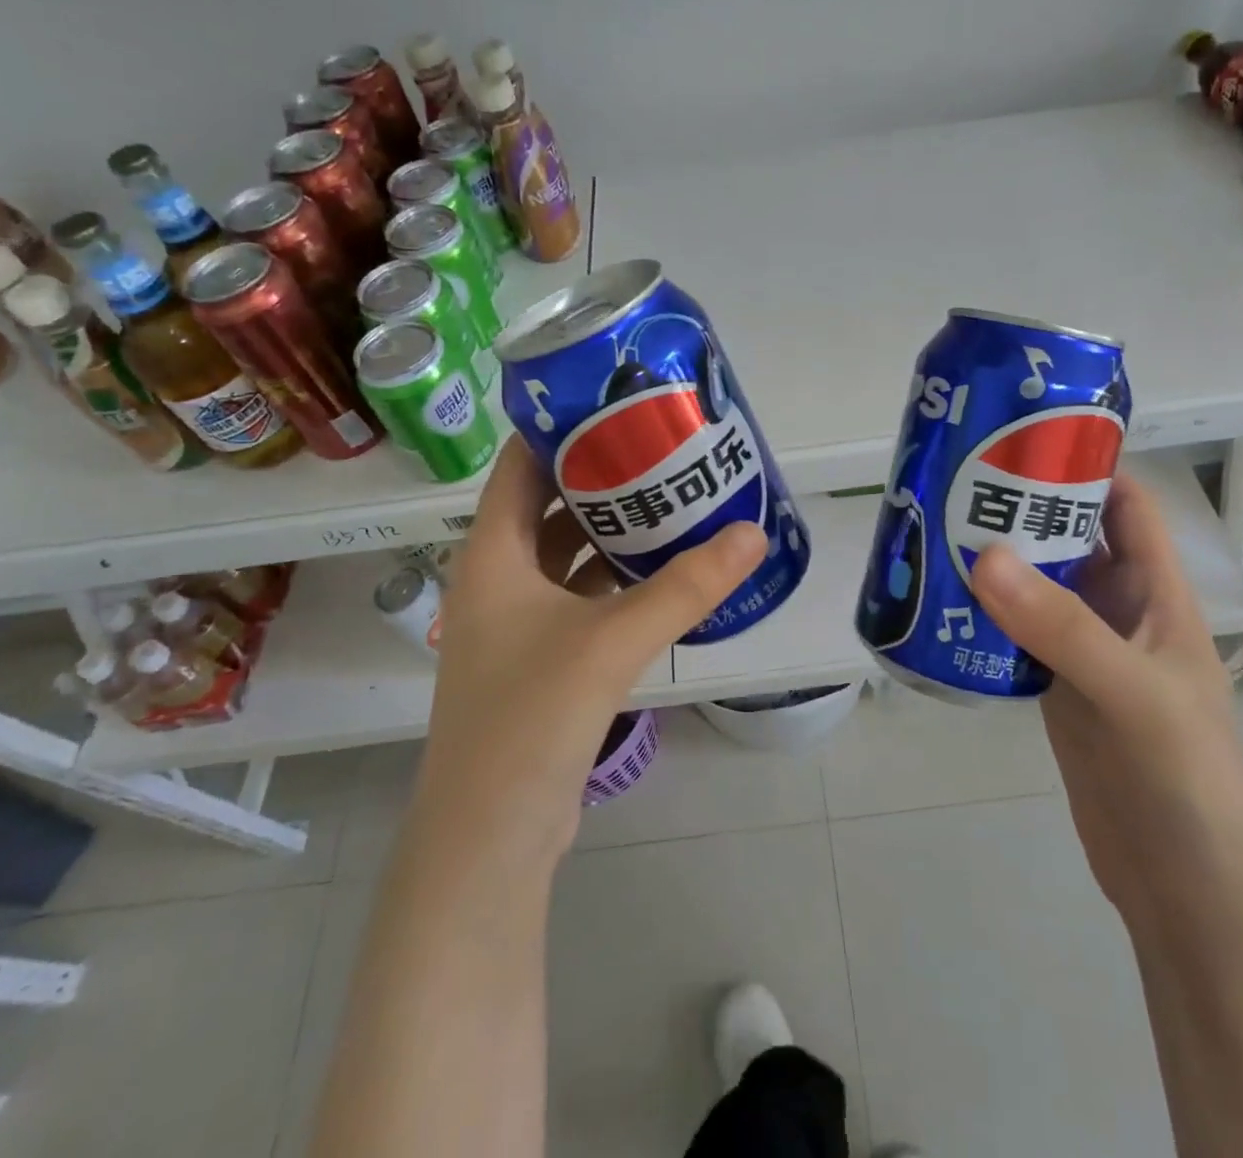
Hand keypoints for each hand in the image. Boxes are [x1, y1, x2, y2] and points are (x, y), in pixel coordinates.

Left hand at [418, 439, 766, 862]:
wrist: (491, 838)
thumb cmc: (531, 718)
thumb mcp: (611, 641)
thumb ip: (684, 587)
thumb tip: (752, 534)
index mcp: (491, 557)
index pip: (518, 467)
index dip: (560, 431)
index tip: (615, 403)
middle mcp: (496, 581)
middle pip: (546, 507)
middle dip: (599, 477)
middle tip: (660, 448)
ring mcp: (515, 625)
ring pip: (565, 555)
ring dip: (609, 531)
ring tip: (669, 498)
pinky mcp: (539, 660)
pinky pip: (578, 597)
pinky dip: (613, 579)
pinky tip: (659, 572)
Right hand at [970, 473, 1242, 913]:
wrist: (1188, 890)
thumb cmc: (1187, 779)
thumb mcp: (1132, 693)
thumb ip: (1061, 628)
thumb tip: (982, 555)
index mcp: (1155, 593)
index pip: (1124, 505)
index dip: (1083, 465)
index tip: (1018, 437)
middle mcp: (1118, 611)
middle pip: (1067, 539)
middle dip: (1018, 508)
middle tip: (949, 481)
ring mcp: (1083, 652)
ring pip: (1034, 586)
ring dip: (994, 561)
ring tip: (931, 529)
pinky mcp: (1054, 690)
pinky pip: (1013, 635)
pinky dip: (981, 615)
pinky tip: (938, 604)